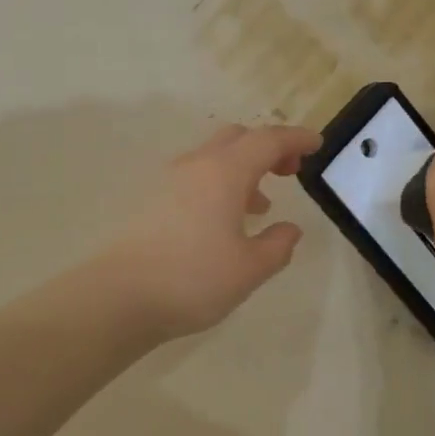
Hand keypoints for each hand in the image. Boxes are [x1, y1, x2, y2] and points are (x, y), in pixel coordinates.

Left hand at [100, 123, 321, 339]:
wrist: (117, 297)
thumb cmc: (192, 279)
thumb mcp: (250, 268)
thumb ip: (278, 245)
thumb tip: (289, 230)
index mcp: (225, 173)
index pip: (268, 140)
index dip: (296, 139)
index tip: (317, 145)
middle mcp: (196, 166)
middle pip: (238, 137)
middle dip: (268, 147)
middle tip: (290, 171)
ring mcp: (169, 182)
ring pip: (214, 157)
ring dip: (243, 168)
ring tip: (261, 204)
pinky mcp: (152, 202)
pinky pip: (196, 177)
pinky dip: (220, 184)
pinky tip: (225, 221)